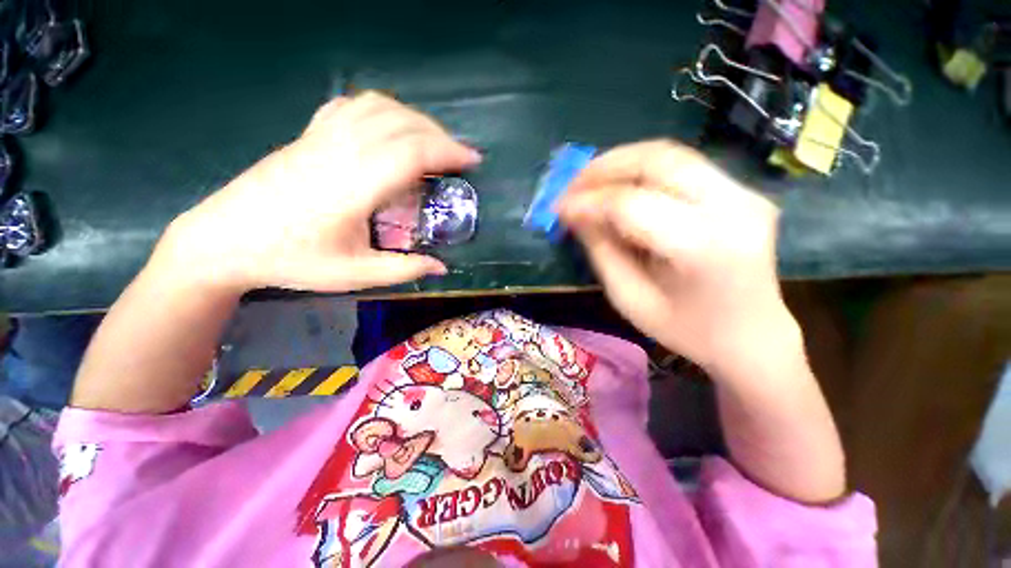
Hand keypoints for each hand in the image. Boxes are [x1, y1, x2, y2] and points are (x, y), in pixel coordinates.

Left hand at [160, 92, 480, 293]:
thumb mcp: (354, 274)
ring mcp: (320, 138)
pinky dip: (383, 109)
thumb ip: (403, 269)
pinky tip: (392, 126)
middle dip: (440, 136)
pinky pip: (351, 106)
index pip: (410, 153)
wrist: (223, 240)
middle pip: (400, 124)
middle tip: (460, 157)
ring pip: (378, 107)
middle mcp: (339, 152)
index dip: (447, 151)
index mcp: (352, 187)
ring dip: (414, 119)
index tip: (472, 160)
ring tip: (433, 141)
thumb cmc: (290, 260)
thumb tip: (442, 267)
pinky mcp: (308, 135)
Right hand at [558, 140, 795, 371]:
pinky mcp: (742, 191)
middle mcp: (733, 208)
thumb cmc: (686, 330)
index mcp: (704, 247)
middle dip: (603, 168)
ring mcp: (744, 193)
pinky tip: (619, 187)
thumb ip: (601, 250)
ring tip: (588, 183)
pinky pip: (682, 166)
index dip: (588, 202)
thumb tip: (574, 213)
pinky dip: (641, 170)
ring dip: (620, 163)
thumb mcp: (629, 298)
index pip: (632, 204)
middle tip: (571, 185)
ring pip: (669, 154)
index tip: (559, 208)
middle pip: (657, 161)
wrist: (752, 335)